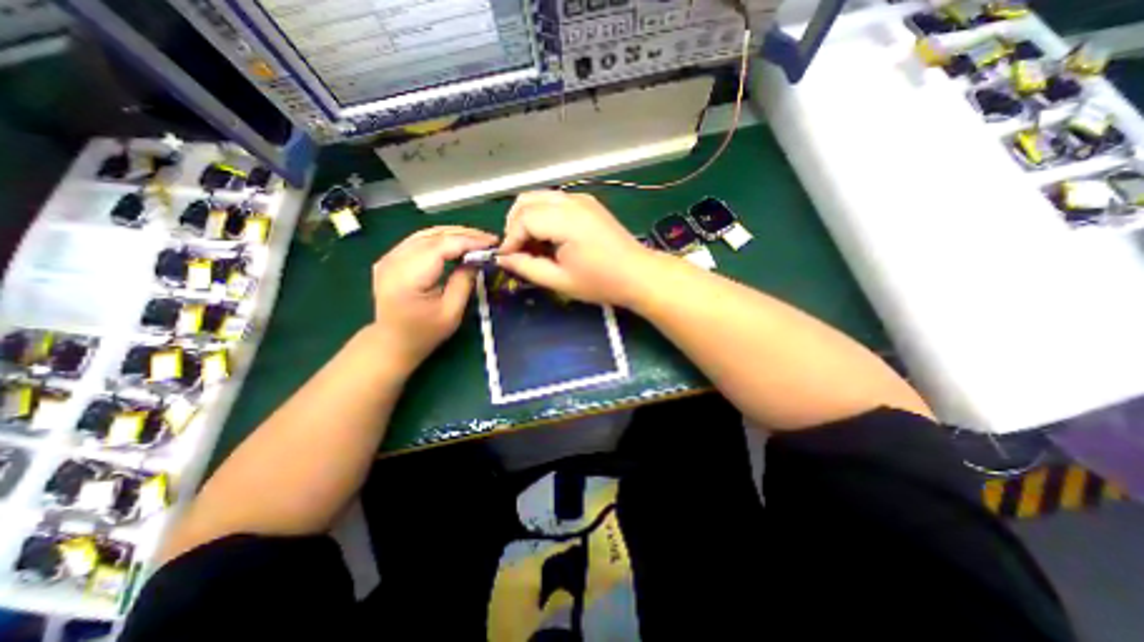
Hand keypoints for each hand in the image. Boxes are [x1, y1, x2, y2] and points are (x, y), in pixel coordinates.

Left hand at [372, 228, 495, 372]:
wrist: (393, 342)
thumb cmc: (424, 333)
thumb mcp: (451, 312)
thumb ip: (464, 282)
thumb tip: (477, 259)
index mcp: (407, 278)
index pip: (440, 247)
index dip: (468, 242)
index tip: (492, 243)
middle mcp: (393, 261)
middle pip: (432, 236)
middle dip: (464, 234)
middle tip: (489, 239)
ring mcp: (388, 257)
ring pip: (426, 234)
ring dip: (454, 233)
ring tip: (477, 239)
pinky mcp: (390, 258)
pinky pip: (419, 240)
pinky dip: (441, 238)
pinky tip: (457, 242)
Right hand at [500, 190, 652, 305]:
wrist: (638, 274)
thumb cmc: (601, 282)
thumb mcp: (561, 281)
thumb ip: (528, 267)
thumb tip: (503, 258)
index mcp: (566, 220)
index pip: (523, 218)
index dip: (510, 238)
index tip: (508, 258)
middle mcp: (572, 201)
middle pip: (526, 200)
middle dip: (515, 224)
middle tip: (519, 250)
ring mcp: (581, 198)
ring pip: (539, 197)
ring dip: (528, 218)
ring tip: (533, 245)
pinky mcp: (588, 202)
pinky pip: (554, 201)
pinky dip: (543, 214)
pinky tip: (549, 236)